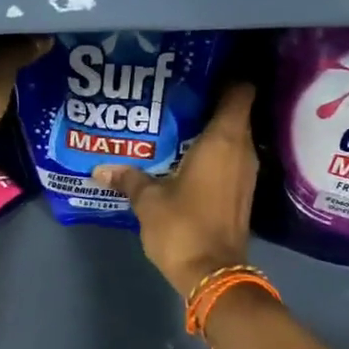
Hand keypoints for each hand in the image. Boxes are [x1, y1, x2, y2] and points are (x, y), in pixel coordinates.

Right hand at [93, 83, 257, 299]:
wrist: (213, 275)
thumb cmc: (183, 227)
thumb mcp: (148, 201)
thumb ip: (128, 179)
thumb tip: (101, 168)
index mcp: (223, 140)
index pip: (239, 91)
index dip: (225, 76)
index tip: (199, 73)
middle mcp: (242, 151)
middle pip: (235, 112)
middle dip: (209, 102)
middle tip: (176, 98)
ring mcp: (247, 174)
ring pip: (234, 138)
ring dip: (211, 131)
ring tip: (177, 126)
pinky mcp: (243, 193)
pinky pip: (231, 160)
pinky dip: (215, 155)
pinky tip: (186, 159)